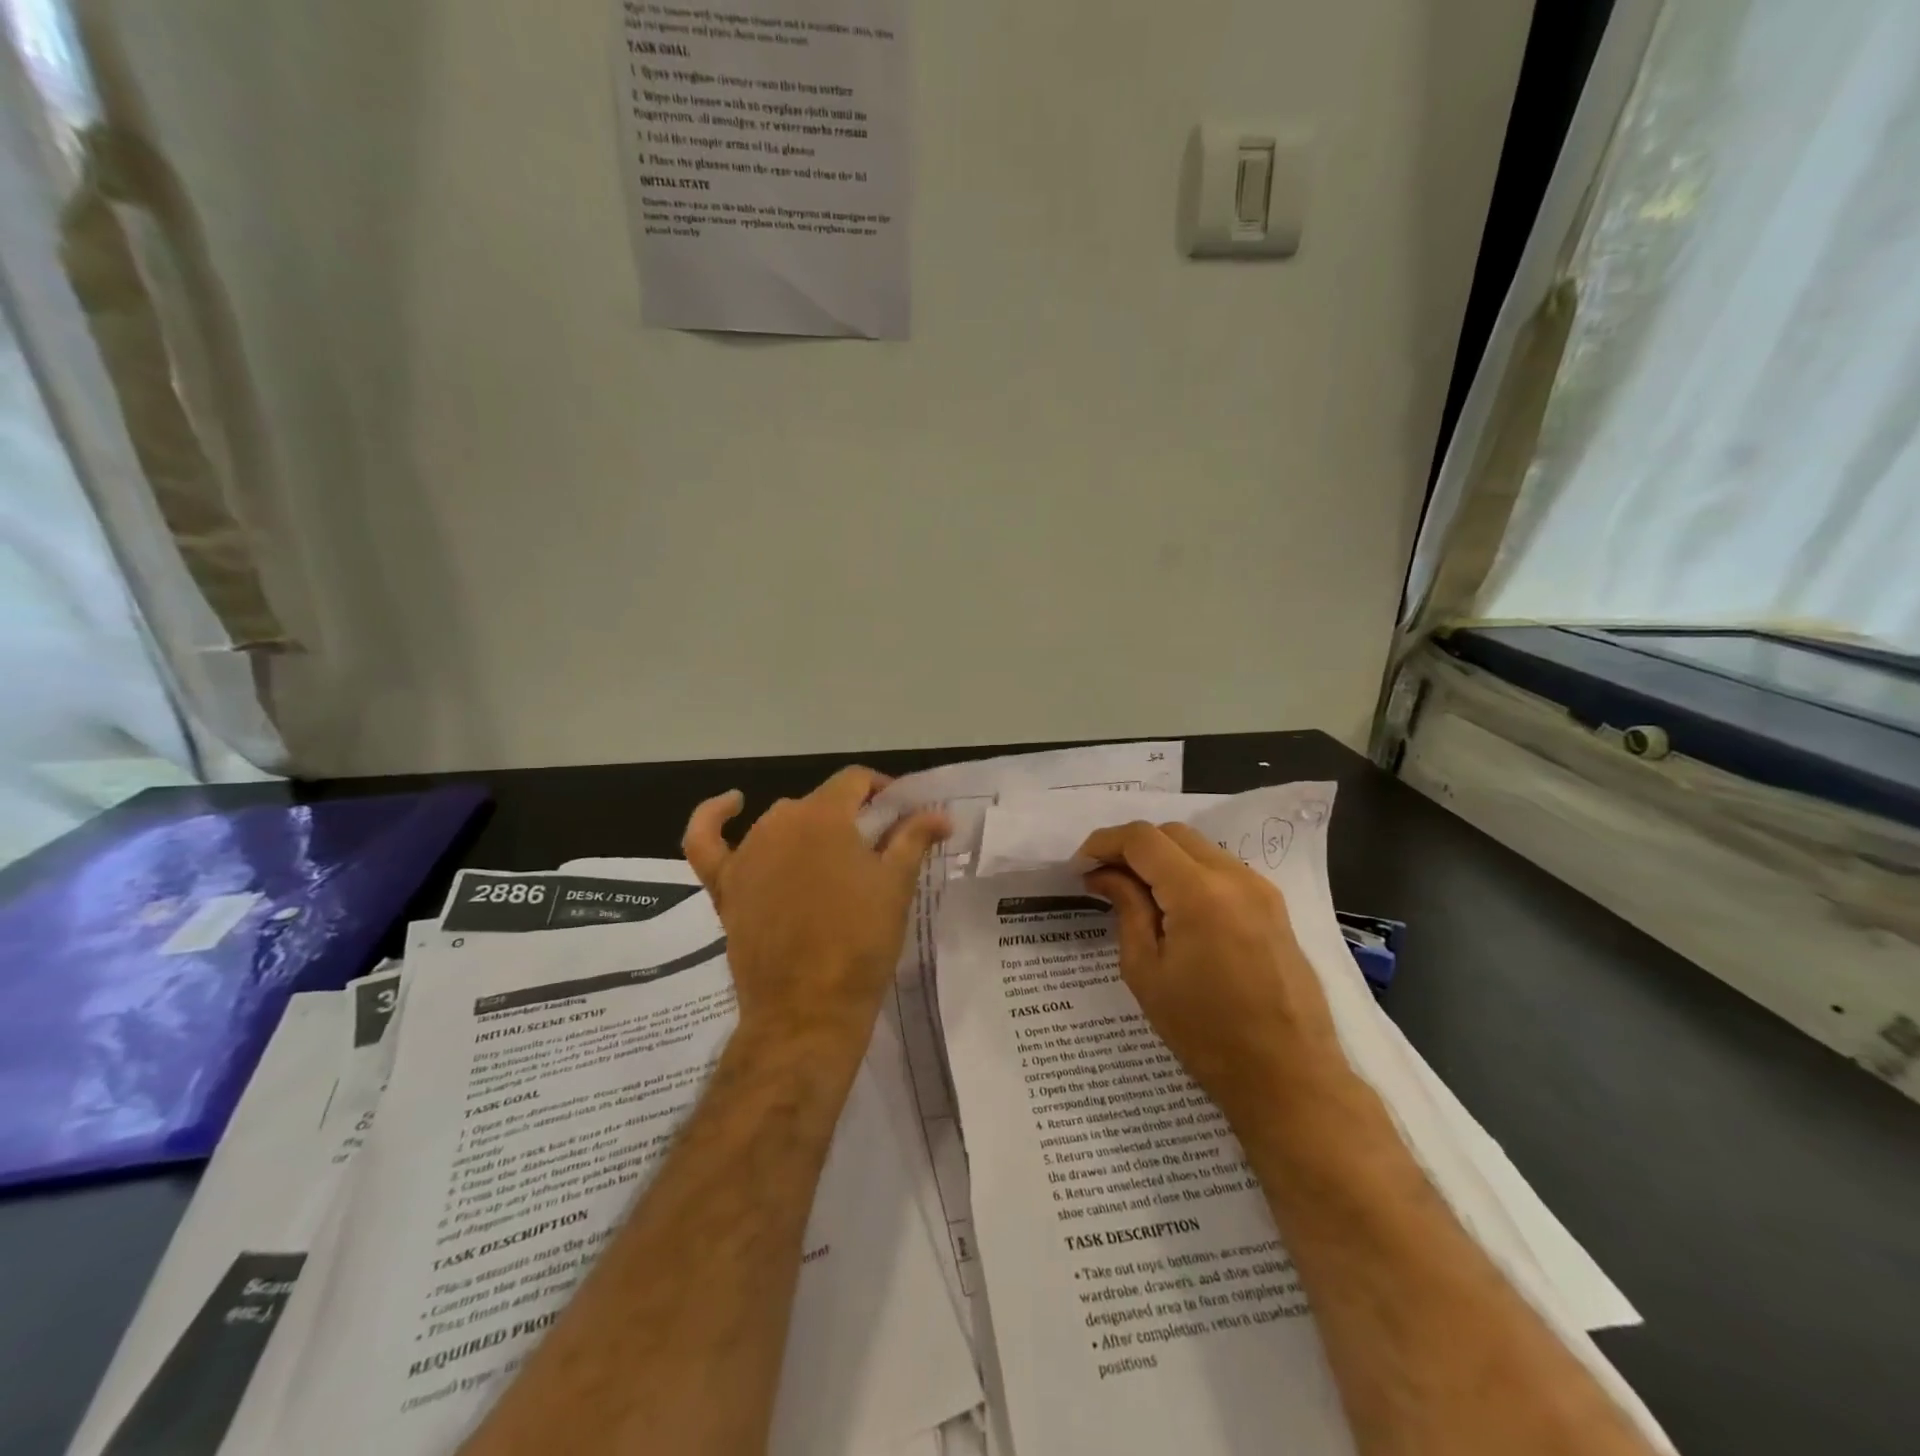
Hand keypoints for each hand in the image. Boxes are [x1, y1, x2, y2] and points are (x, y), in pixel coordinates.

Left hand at [683, 767, 949, 1053]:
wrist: (808, 1008)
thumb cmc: (861, 942)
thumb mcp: (896, 885)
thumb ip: (914, 838)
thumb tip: (940, 814)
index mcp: (824, 816)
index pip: (854, 780)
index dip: (880, 790)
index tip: (899, 813)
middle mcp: (779, 821)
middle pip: (820, 803)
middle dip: (849, 816)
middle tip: (875, 848)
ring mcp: (747, 853)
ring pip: (779, 822)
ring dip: (806, 830)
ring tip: (832, 859)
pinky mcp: (724, 885)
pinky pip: (708, 841)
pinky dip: (715, 817)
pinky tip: (732, 805)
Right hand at [1078, 822, 1344, 1126]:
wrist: (1288, 1078)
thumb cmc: (1206, 1033)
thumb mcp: (1147, 971)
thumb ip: (1126, 909)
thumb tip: (1104, 875)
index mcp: (1199, 892)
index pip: (1142, 839)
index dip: (1104, 843)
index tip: (1079, 867)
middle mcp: (1235, 877)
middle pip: (1172, 834)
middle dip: (1132, 847)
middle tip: (1103, 878)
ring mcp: (1261, 889)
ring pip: (1199, 848)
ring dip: (1162, 858)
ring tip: (1135, 893)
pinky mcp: (1274, 907)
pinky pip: (1222, 870)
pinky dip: (1190, 873)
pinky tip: (1174, 907)